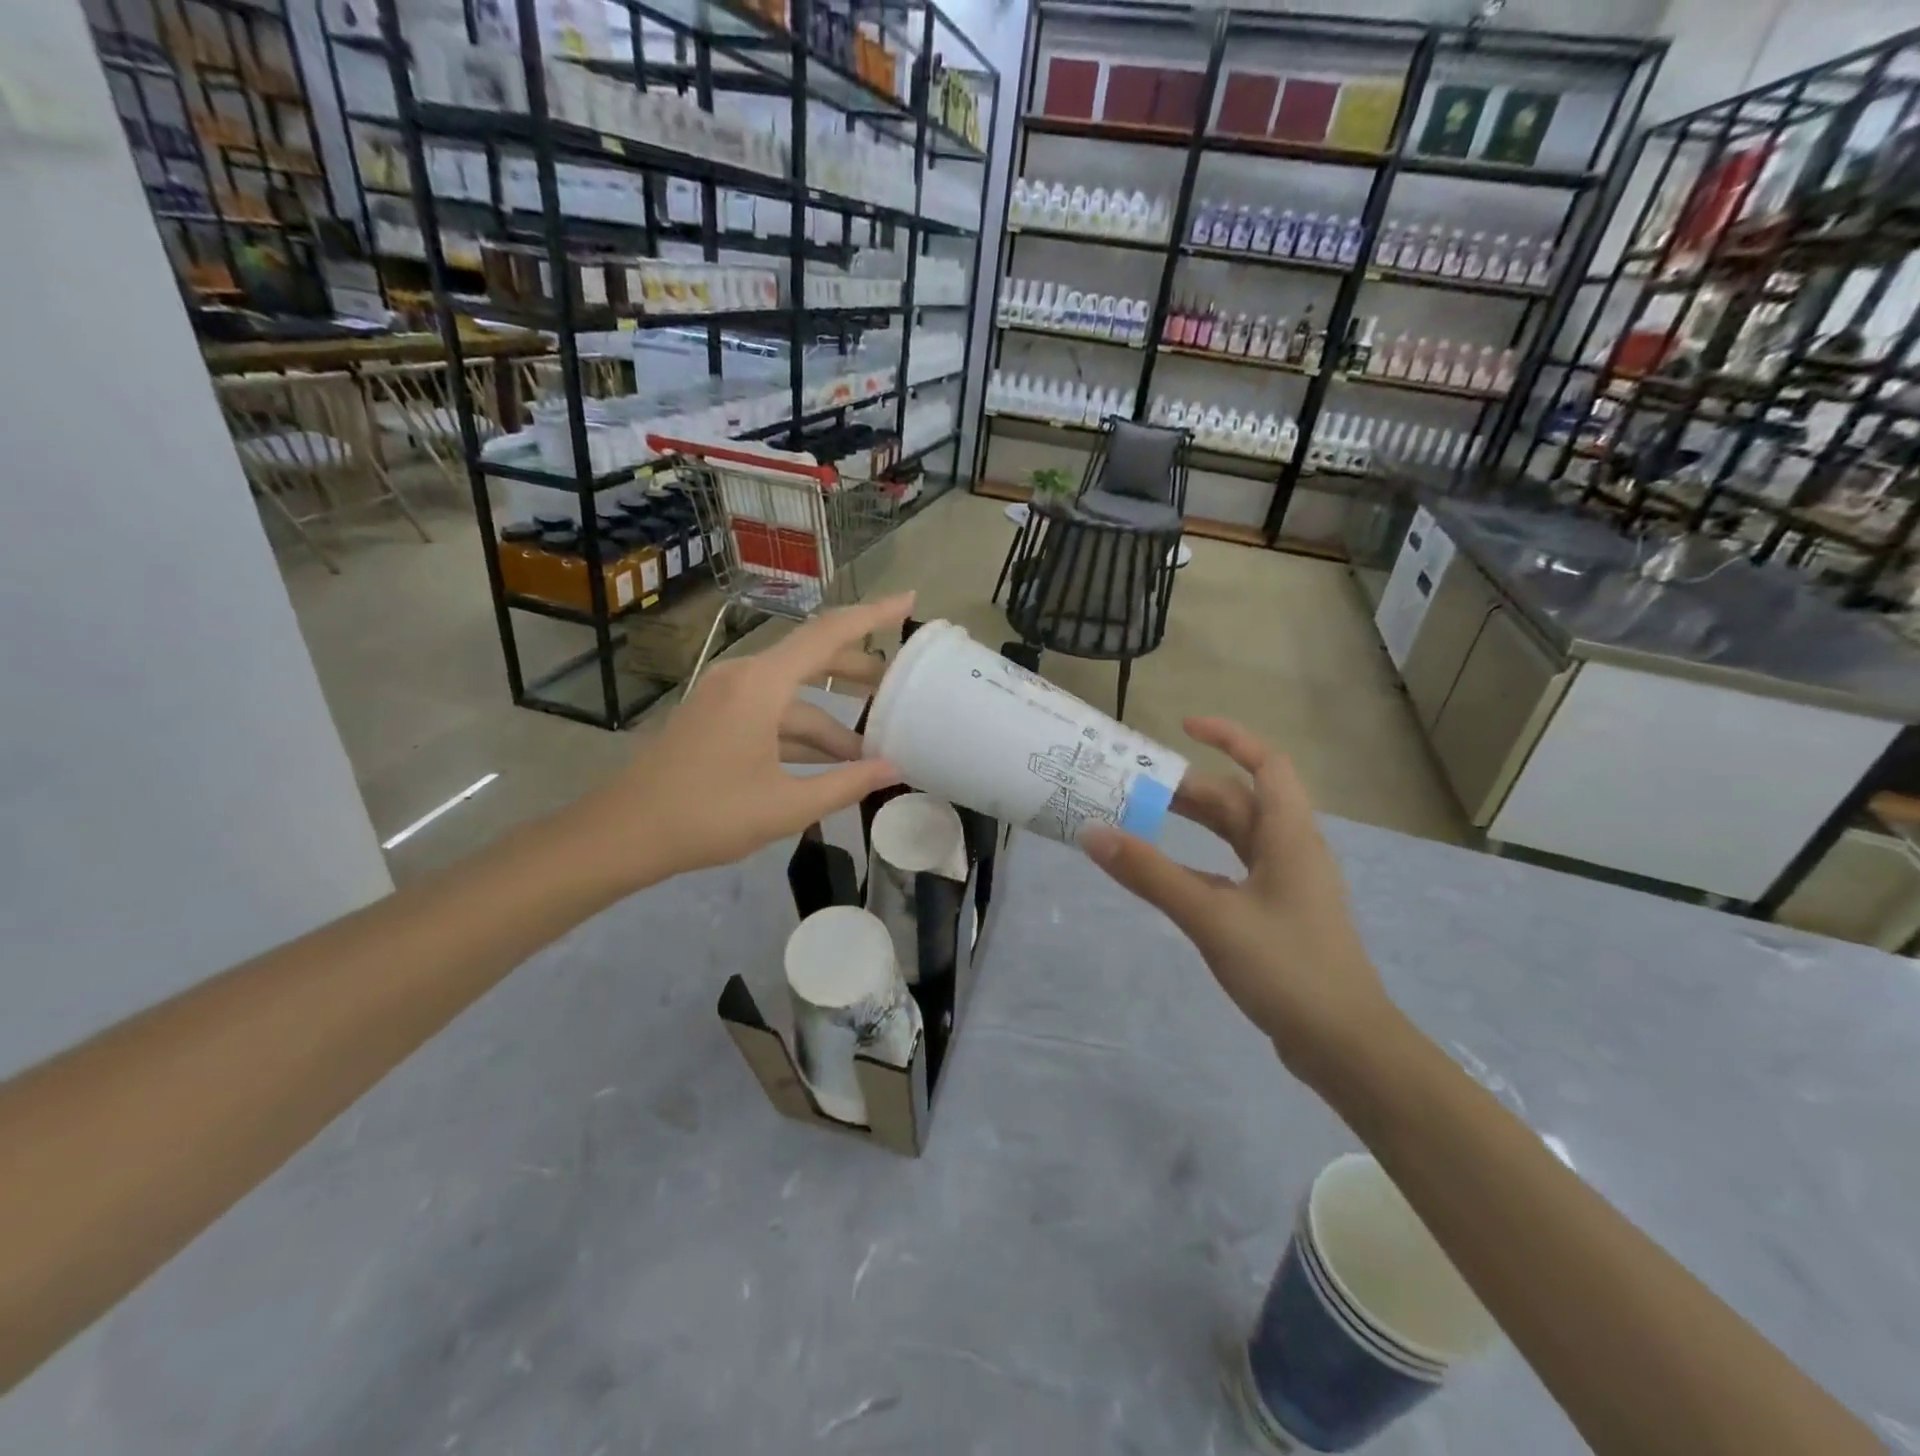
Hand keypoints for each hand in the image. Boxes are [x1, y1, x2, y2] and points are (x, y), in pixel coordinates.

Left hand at [574, 594, 911, 887]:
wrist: (623, 834)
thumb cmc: (707, 816)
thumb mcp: (786, 805)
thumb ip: (846, 783)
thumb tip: (894, 769)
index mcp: (761, 685)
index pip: (828, 634)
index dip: (872, 615)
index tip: (909, 599)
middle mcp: (743, 677)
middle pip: (813, 659)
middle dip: (858, 673)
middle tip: (900, 689)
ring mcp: (726, 696)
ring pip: (793, 697)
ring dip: (830, 721)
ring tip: (870, 750)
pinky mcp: (715, 717)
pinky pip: (771, 713)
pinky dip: (801, 732)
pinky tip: (826, 762)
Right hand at [1081, 717, 1399, 1084]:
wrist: (1345, 1046)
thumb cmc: (1287, 969)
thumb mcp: (1211, 916)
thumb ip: (1151, 874)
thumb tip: (1094, 833)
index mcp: (1289, 837)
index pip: (1267, 764)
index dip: (1230, 737)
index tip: (1184, 727)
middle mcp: (1291, 851)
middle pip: (1241, 801)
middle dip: (1193, 787)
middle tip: (1139, 783)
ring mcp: (1287, 886)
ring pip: (1238, 837)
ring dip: (1196, 822)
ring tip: (1145, 816)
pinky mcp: (1278, 916)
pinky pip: (1234, 870)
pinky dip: (1200, 861)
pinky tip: (1169, 874)